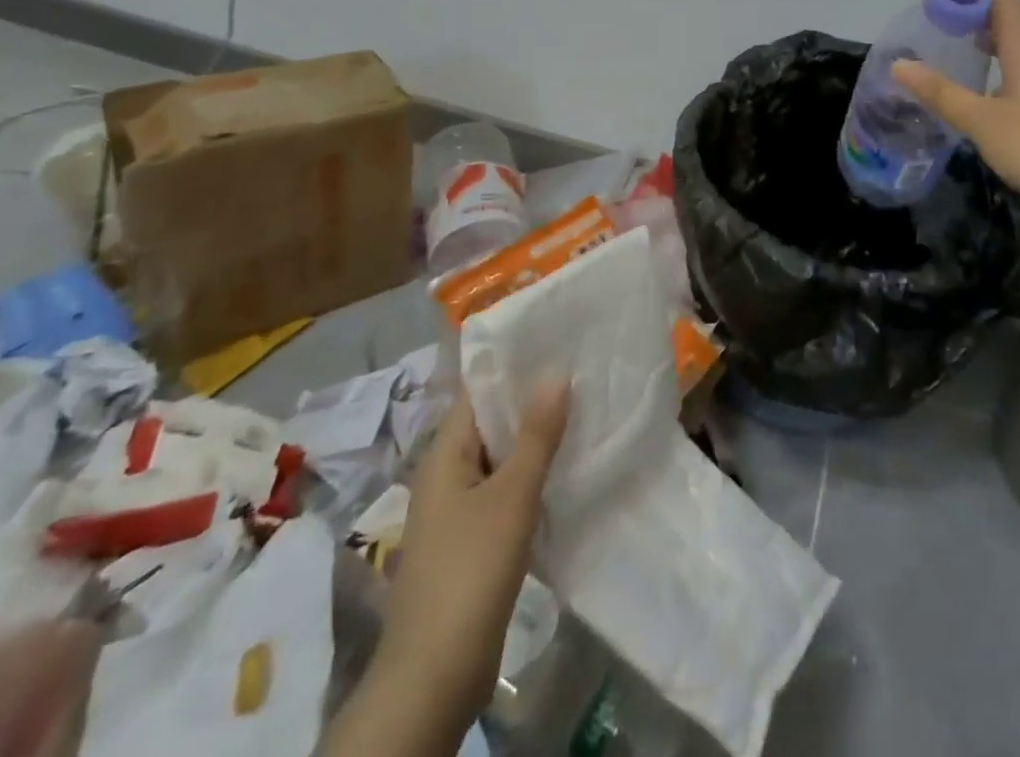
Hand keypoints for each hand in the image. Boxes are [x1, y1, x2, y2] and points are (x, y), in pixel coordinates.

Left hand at [373, 383, 570, 739]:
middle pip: (492, 423)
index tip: (557, 342)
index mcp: (445, 454)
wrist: (434, 677)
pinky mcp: (473, 541)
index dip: (514, 366)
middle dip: (533, 402)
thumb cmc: (469, 572)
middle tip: (582, 372)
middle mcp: (448, 474)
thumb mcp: (511, 497)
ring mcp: (458, 510)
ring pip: (501, 459)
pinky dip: (532, 477)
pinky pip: (505, 492)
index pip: (479, 391)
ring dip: (536, 441)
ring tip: (584, 413)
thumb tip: (556, 373)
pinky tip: (567, 471)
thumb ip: (536, 436)